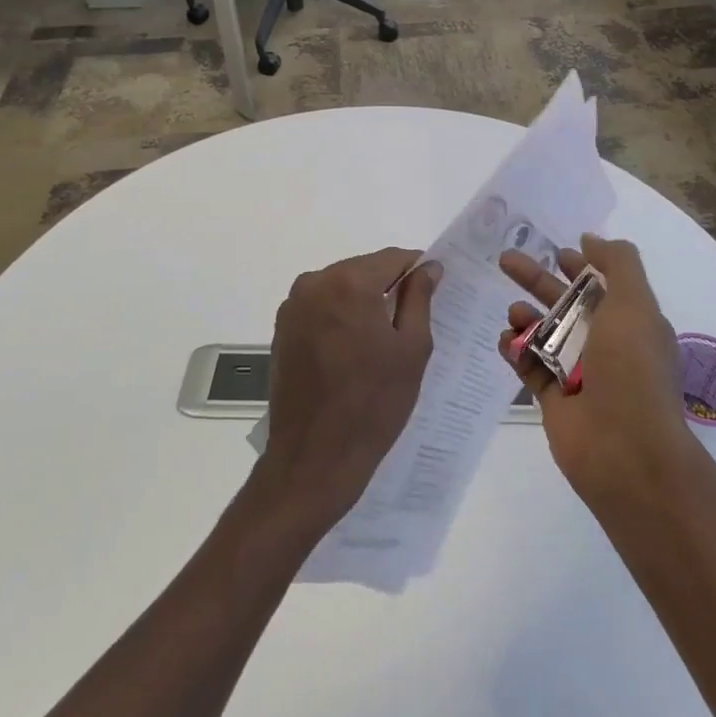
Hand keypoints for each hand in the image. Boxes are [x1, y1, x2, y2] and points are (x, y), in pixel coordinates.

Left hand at [256, 247, 440, 536]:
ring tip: (383, 337)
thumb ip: (419, 298)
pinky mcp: (281, 329)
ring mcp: (292, 306)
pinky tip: (354, 349)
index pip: (392, 258)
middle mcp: (314, 283)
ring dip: (363, 302)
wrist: (314, 458)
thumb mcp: (411, 348)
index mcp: (348, 282)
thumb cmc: (373, 403)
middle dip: (388, 286)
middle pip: (363, 269)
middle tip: (411, 318)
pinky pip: (321, 308)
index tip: (434, 288)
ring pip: (341, 287)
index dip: (417, 268)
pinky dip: (340, 317)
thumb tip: (428, 267)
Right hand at [499, 234, 697, 507]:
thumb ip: (618, 263)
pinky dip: (515, 350)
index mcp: (631, 323)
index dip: (580, 265)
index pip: (602, 285)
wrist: (625, 449)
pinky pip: (528, 365)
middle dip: (537, 280)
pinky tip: (505, 340)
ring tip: (513, 312)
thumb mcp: (635, 304)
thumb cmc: (632, 368)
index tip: (555, 251)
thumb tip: (591, 240)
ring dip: (525, 316)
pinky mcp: (553, 398)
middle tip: (505, 260)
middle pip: (565, 302)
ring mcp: (578, 372)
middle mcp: (606, 345)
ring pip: (544, 333)